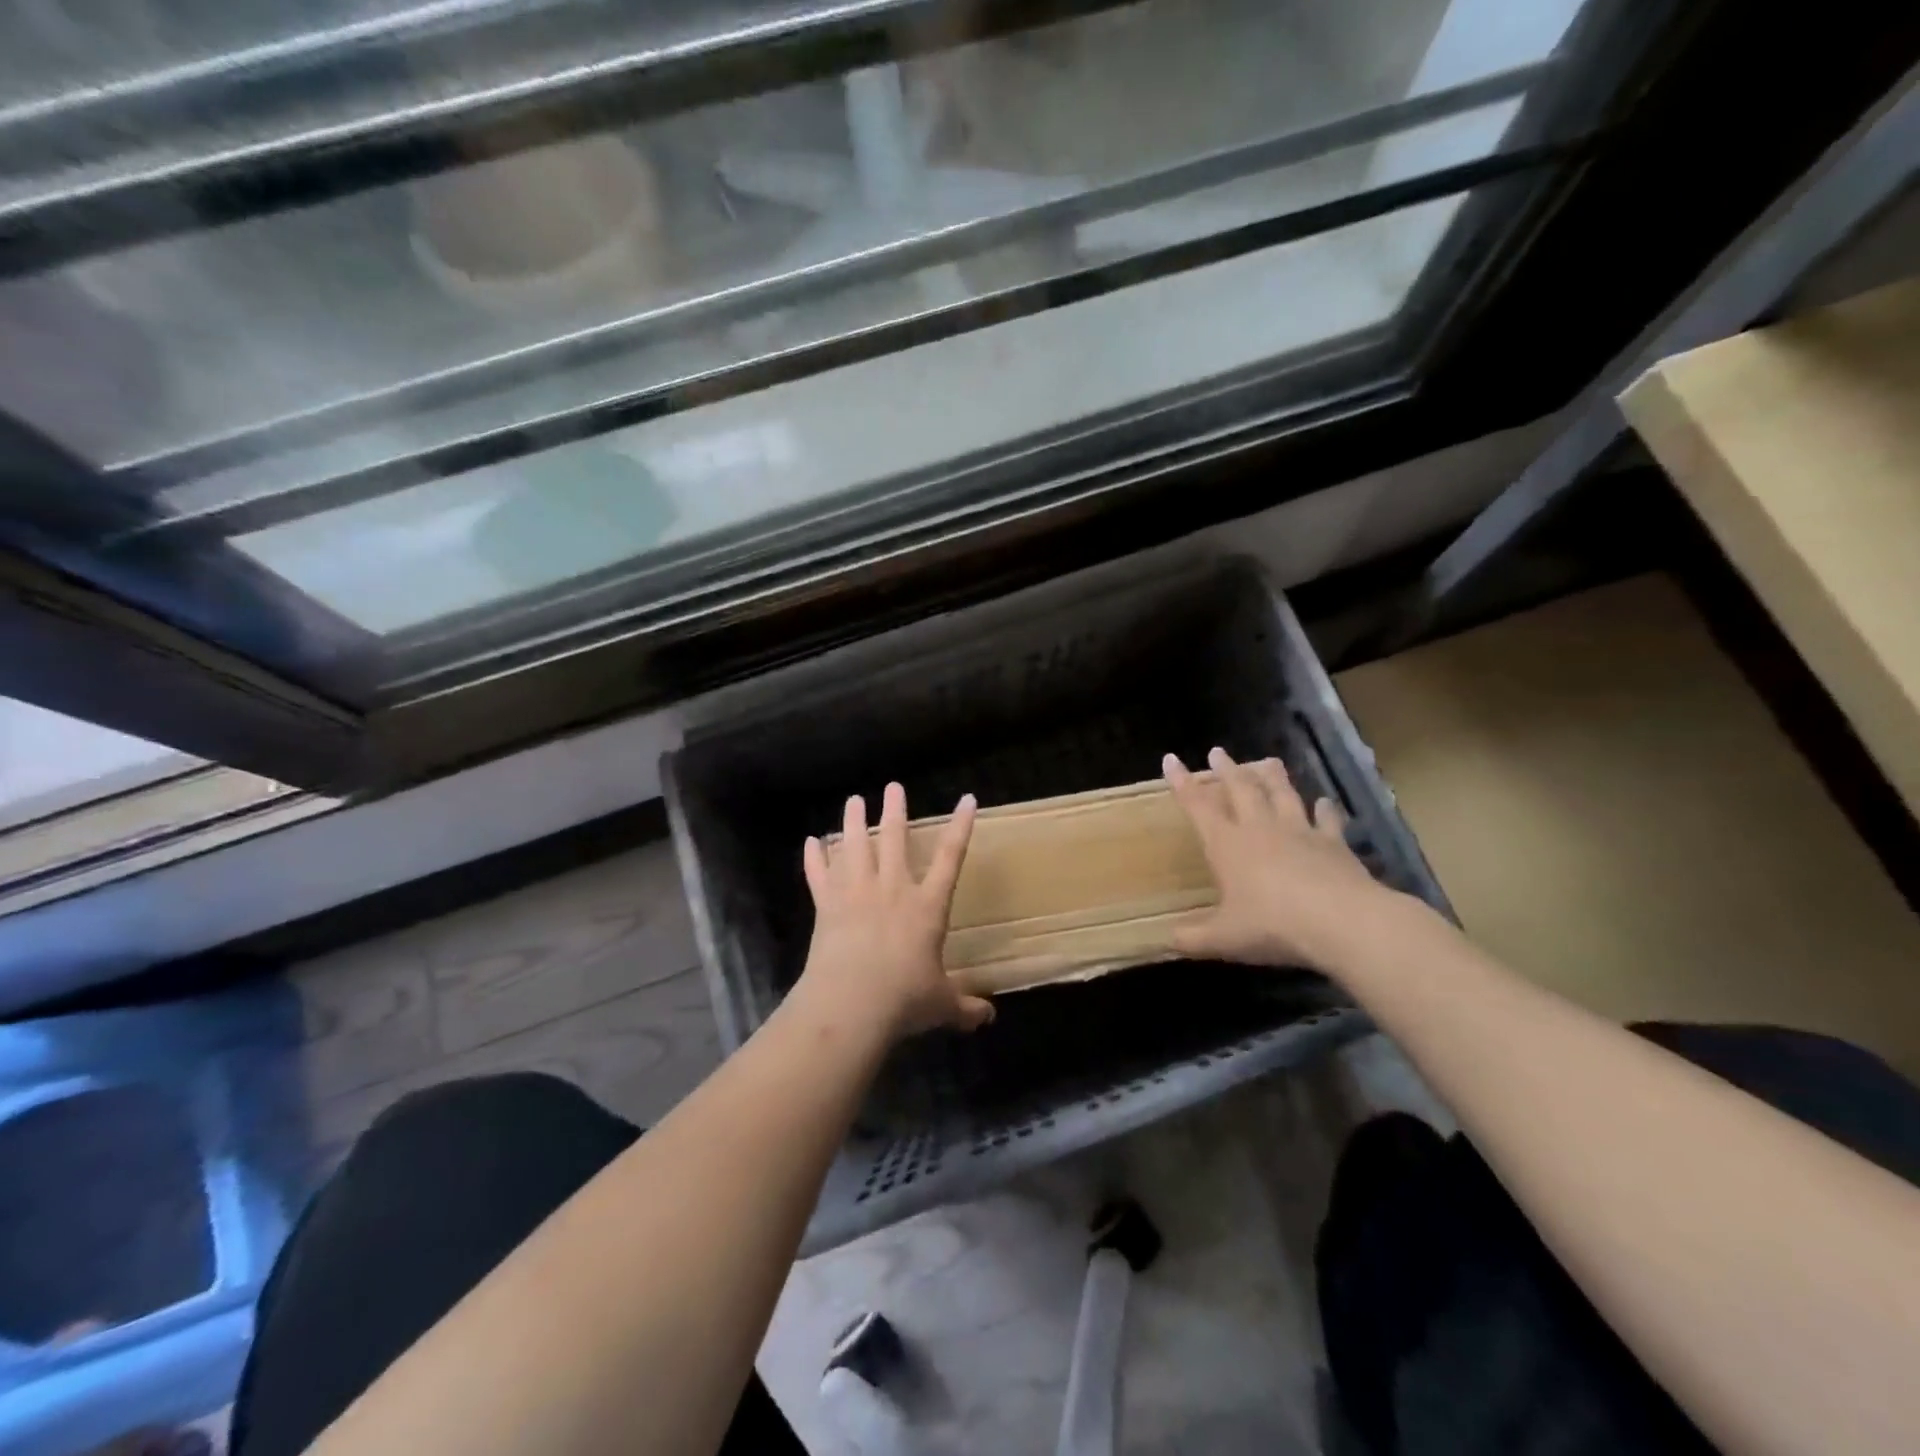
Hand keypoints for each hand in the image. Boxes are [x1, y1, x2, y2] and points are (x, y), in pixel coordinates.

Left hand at [798, 782, 995, 1039]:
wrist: (851, 1003)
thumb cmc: (904, 999)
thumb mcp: (942, 1005)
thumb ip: (965, 1007)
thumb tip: (989, 1019)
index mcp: (927, 906)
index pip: (951, 857)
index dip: (961, 827)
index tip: (967, 799)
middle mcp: (893, 889)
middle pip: (894, 839)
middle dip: (894, 810)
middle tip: (893, 786)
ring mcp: (856, 893)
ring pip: (855, 847)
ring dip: (853, 822)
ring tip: (853, 800)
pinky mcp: (827, 906)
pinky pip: (819, 875)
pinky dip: (814, 858)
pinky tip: (811, 842)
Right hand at [1164, 747, 1395, 973]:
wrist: (1343, 922)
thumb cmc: (1272, 925)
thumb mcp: (1223, 939)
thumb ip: (1193, 938)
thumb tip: (1167, 940)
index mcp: (1227, 845)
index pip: (1198, 806)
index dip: (1182, 782)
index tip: (1171, 759)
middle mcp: (1260, 829)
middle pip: (1241, 789)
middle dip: (1227, 770)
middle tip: (1219, 752)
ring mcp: (1300, 832)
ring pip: (1283, 795)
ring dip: (1272, 777)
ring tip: (1268, 761)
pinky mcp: (1334, 844)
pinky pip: (1327, 820)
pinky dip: (1325, 809)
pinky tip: (1325, 802)